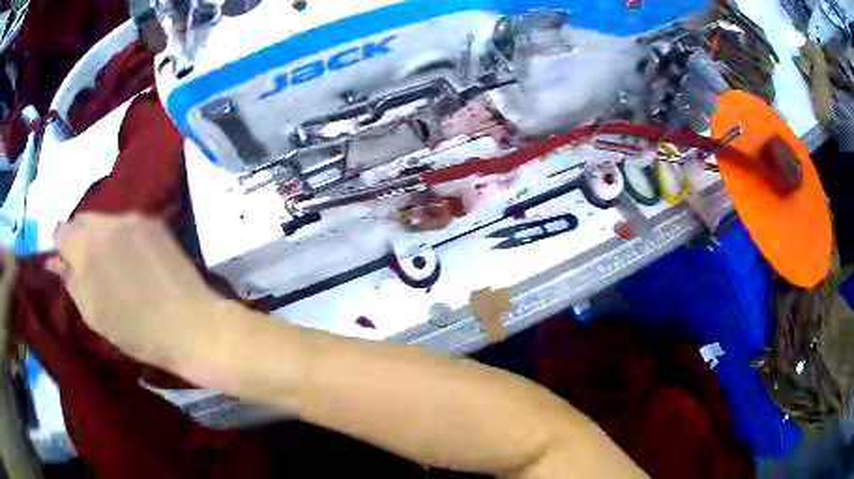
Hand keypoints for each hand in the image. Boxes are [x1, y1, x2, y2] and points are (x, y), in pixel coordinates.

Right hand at [49, 214, 222, 370]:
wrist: (190, 325)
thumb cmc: (136, 331)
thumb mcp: (93, 314)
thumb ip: (71, 281)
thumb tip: (57, 262)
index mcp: (87, 246)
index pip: (62, 231)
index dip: (59, 245)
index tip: (63, 261)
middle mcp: (109, 222)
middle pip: (82, 220)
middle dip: (77, 238)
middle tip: (84, 265)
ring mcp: (135, 218)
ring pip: (104, 220)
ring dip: (99, 236)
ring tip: (108, 264)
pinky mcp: (155, 223)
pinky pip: (126, 224)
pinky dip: (120, 237)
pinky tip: (130, 260)